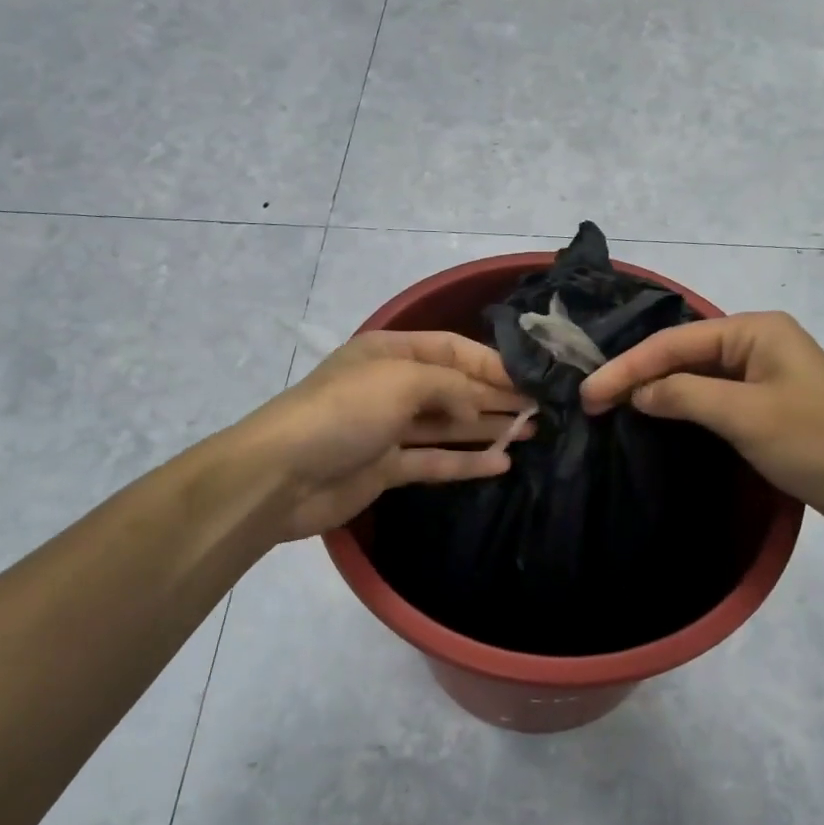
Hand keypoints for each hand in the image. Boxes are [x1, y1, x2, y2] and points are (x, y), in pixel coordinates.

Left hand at [239, 331, 533, 541]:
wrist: (283, 475)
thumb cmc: (345, 411)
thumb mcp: (402, 380)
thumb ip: (451, 386)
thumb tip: (479, 405)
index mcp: (390, 352)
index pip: (452, 349)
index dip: (491, 363)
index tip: (531, 377)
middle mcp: (392, 386)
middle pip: (454, 387)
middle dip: (495, 395)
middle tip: (540, 406)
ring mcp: (389, 429)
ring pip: (448, 425)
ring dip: (487, 427)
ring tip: (531, 431)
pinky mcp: (387, 468)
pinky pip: (435, 461)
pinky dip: (466, 462)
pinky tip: (502, 462)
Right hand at [580, 312, 823, 537]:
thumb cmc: (817, 442)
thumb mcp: (745, 416)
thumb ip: (684, 395)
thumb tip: (637, 392)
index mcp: (754, 330)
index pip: (674, 342)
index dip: (627, 367)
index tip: (588, 394)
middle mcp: (756, 342)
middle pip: (681, 353)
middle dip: (636, 375)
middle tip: (591, 402)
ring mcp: (762, 374)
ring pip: (694, 375)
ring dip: (656, 390)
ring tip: (612, 408)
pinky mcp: (766, 404)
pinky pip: (712, 396)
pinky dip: (680, 405)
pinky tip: (655, 416)